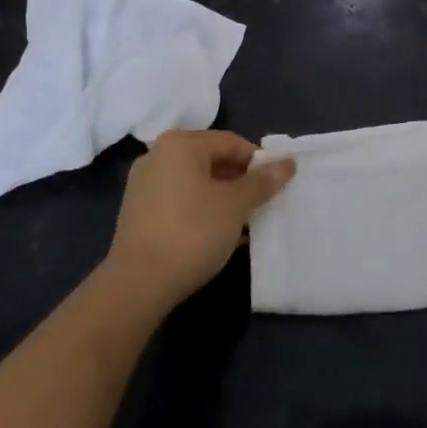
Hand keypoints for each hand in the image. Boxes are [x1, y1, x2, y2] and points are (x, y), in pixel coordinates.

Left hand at [105, 130, 294, 308]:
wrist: (138, 285)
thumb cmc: (192, 232)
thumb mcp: (235, 205)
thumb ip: (263, 181)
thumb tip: (288, 163)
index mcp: (180, 144)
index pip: (231, 142)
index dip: (258, 162)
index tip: (276, 185)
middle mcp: (158, 155)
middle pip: (212, 160)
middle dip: (241, 181)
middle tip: (262, 204)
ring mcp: (144, 184)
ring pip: (196, 182)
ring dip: (223, 198)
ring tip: (244, 223)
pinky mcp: (138, 211)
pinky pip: (180, 200)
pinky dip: (202, 210)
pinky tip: (220, 235)